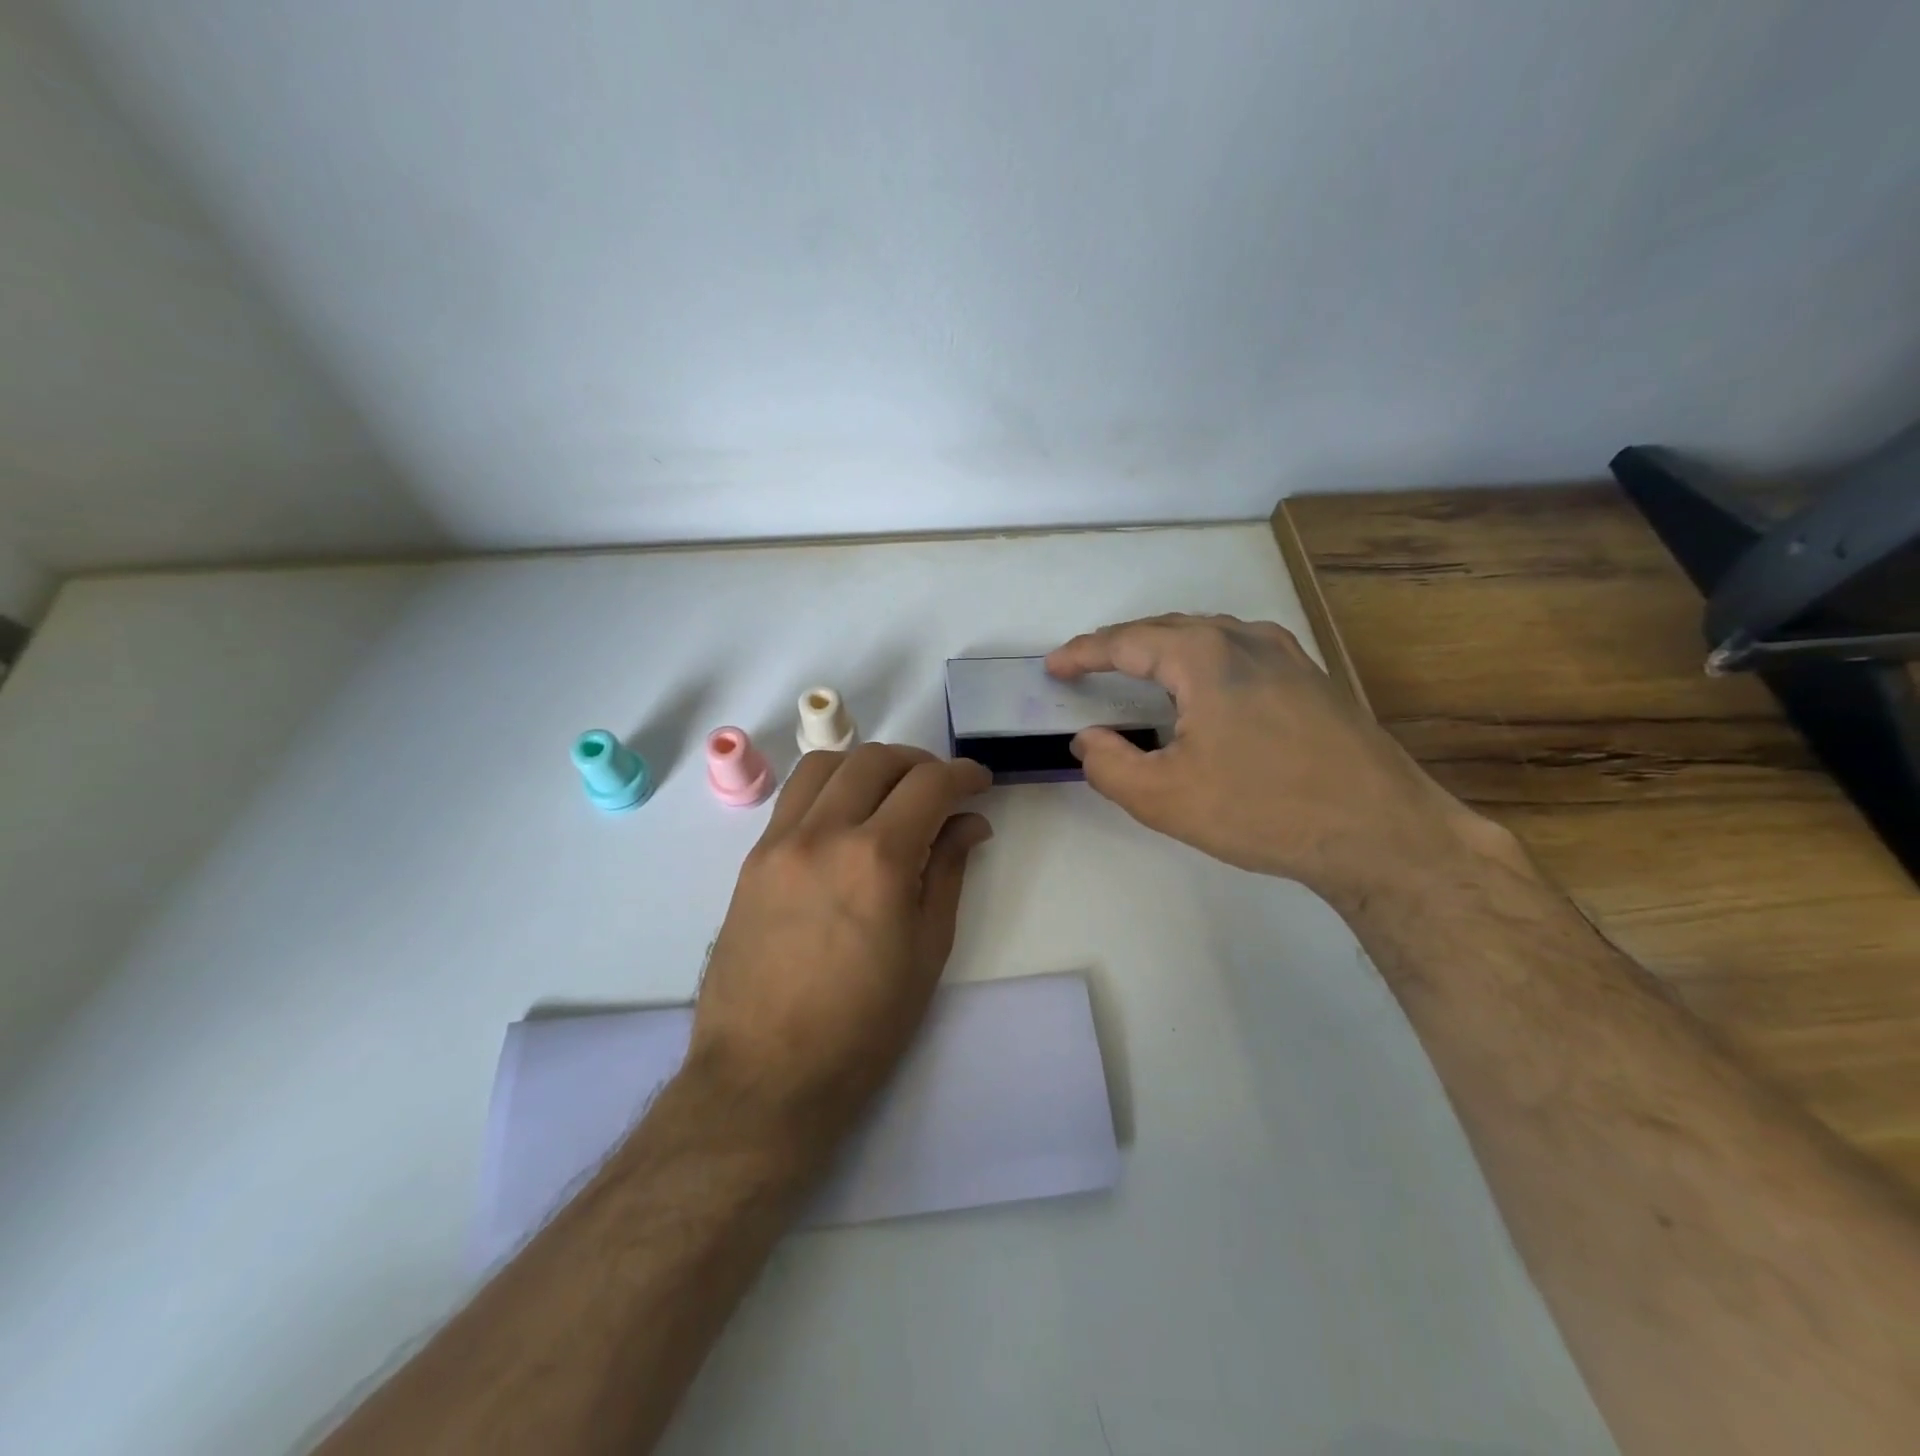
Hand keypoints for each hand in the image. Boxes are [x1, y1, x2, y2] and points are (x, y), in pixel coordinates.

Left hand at [686, 744, 993, 1144]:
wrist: (766, 1074)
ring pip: (827, 764)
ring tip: (891, 793)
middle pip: (877, 760)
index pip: (929, 785)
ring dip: (868, 765)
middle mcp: (824, 833)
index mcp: (877, 860)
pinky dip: (829, 787)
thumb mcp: (927, 950)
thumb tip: (968, 824)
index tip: (980, 784)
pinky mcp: (753, 859)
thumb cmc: (863, 1026)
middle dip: (920, 763)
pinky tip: (846, 819)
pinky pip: (794, 797)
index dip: (964, 775)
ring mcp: (780, 842)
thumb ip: (948, 871)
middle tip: (941, 789)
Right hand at [1047, 614, 1485, 910]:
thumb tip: (1088, 740)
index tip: (1053, 666)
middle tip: (1087, 666)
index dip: (1083, 653)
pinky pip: (1240, 651)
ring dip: (1163, 647)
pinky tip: (1205, 685)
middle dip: (1120, 644)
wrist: (1381, 832)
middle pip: (1167, 629)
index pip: (1126, 641)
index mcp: (1204, 656)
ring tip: (1137, 669)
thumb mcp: (1165, 798)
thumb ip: (1110, 765)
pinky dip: (1203, 658)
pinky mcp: (1312, 678)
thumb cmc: (1263, 810)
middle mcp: (1245, 639)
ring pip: (1207, 635)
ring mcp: (1287, 654)